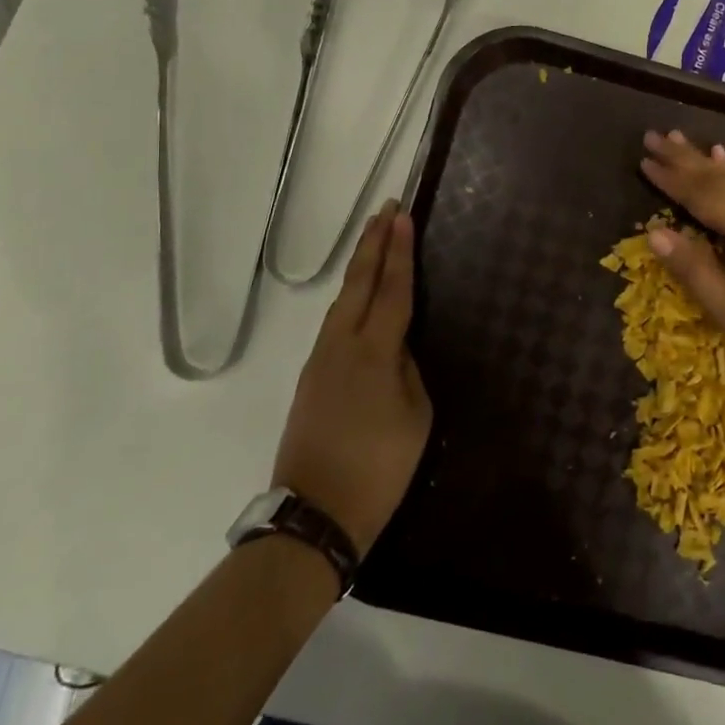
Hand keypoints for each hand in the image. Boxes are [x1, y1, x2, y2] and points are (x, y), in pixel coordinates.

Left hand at [272, 201, 431, 556]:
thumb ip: (408, 370)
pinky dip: (350, 297)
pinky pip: (334, 324)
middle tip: (386, 209)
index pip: (392, 290)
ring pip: (342, 301)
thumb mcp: (415, 416)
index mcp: (373, 352)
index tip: (402, 217)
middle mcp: (341, 345)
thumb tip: (396, 349)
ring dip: (360, 267)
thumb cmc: (378, 468)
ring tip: (374, 240)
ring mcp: (319, 361)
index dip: (400, 252)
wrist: (314, 514)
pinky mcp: (310, 378)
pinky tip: (359, 296)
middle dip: (373, 243)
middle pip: (358, 283)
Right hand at [640, 130, 724, 376]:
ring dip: (703, 159)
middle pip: (717, 178)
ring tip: (679, 137)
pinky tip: (722, 155)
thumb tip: (653, 233)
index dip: (671, 179)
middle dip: (683, 158)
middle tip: (653, 136)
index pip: (702, 196)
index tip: (643, 160)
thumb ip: (693, 268)